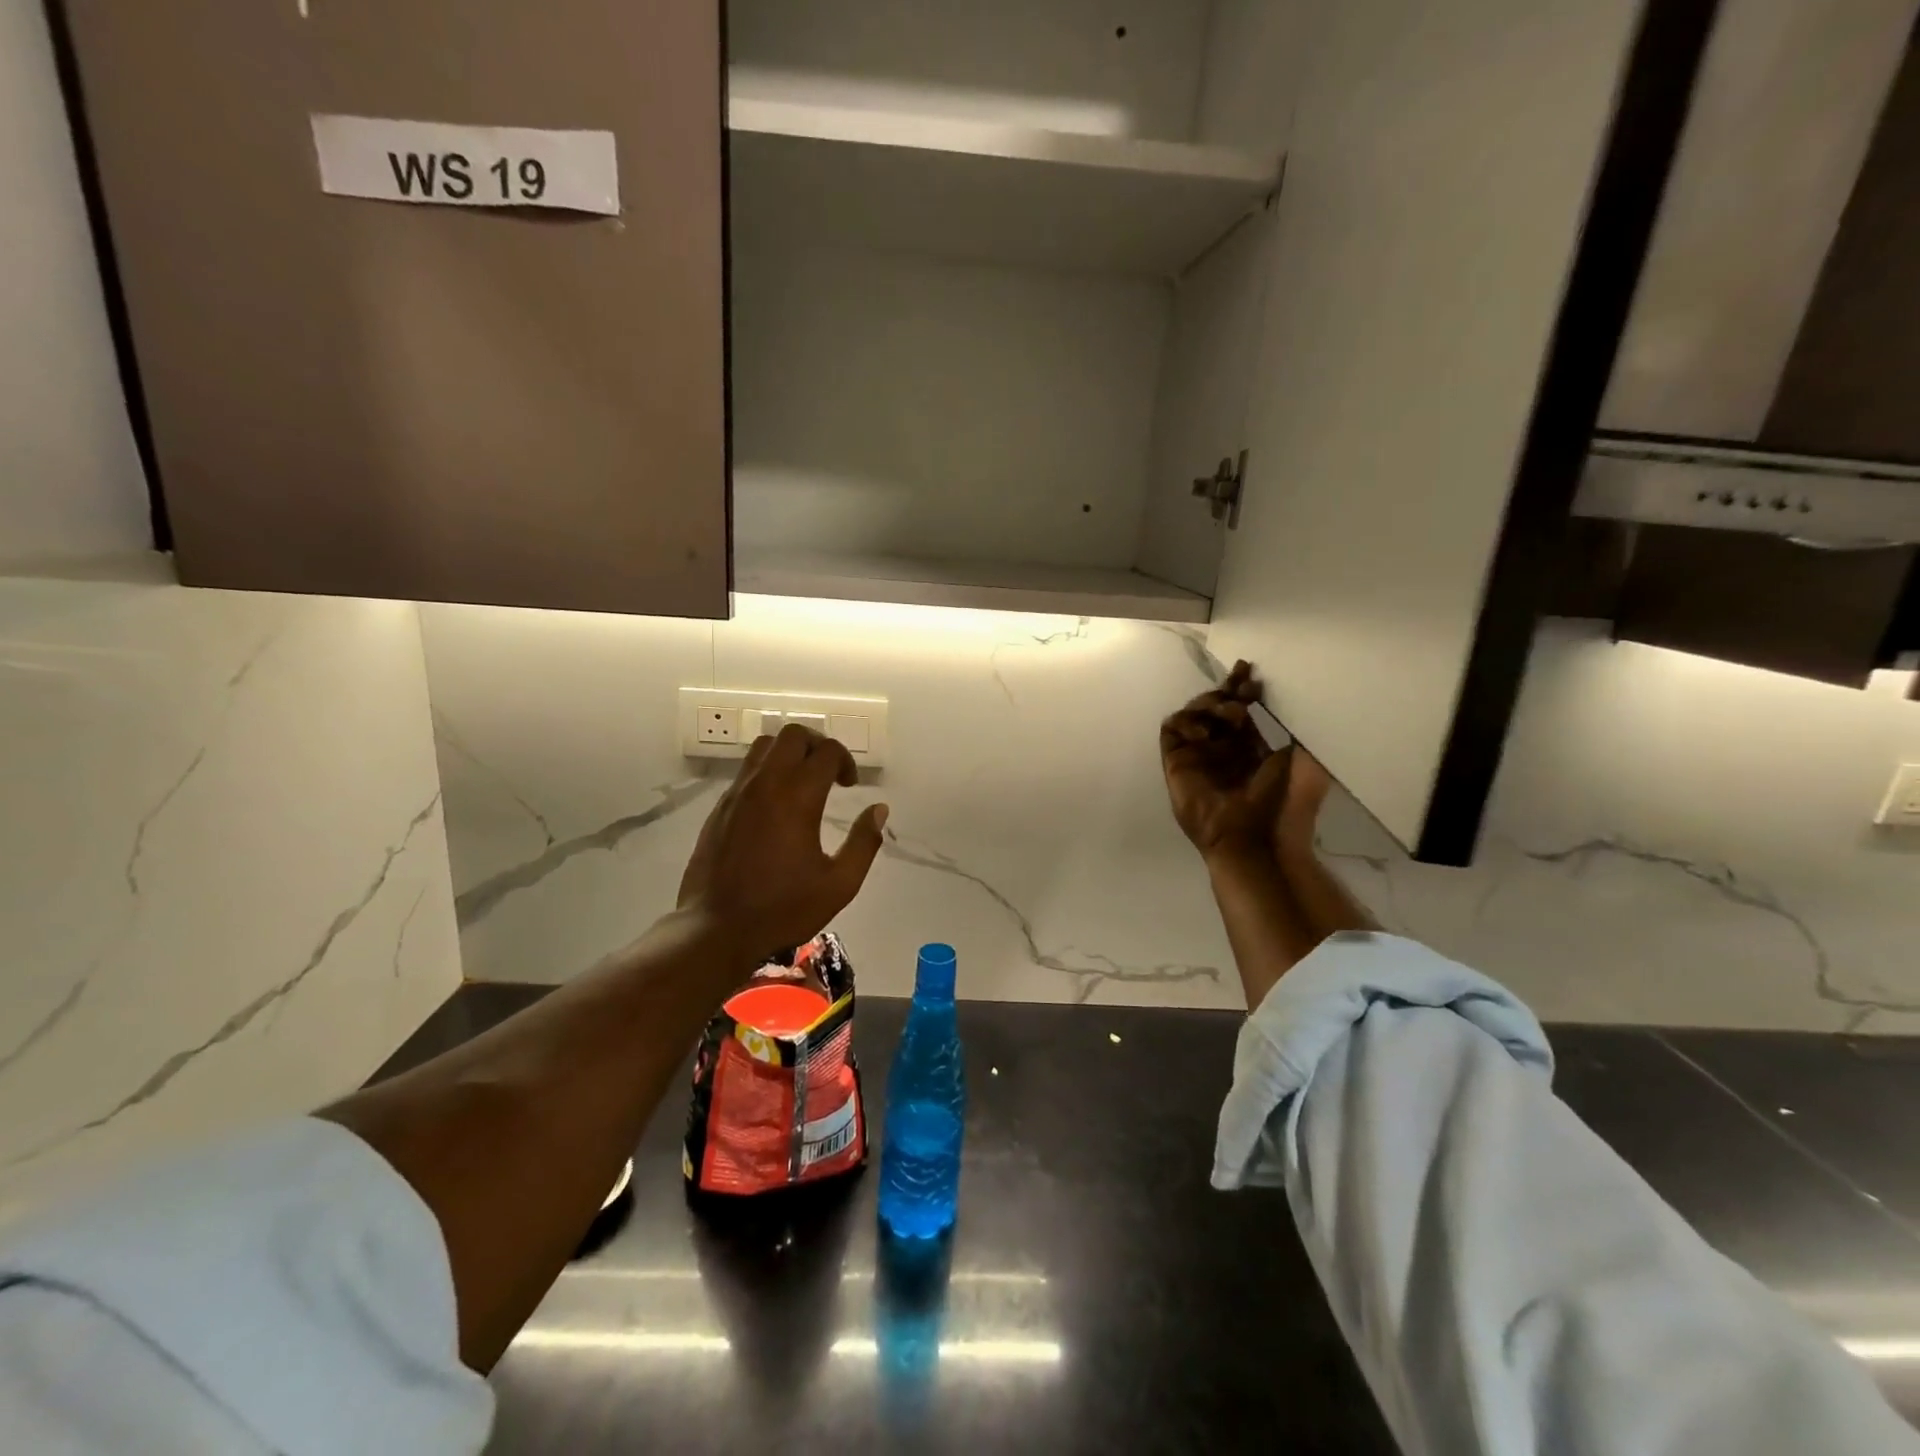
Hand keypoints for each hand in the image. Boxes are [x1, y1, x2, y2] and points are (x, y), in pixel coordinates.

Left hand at [677, 724, 888, 967]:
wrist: (716, 929)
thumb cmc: (782, 909)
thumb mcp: (838, 885)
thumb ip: (864, 843)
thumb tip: (879, 810)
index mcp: (797, 798)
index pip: (827, 752)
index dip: (846, 762)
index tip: (851, 786)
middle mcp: (765, 784)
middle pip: (793, 735)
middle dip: (818, 745)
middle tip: (829, 773)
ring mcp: (737, 793)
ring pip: (764, 745)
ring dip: (789, 752)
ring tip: (802, 781)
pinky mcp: (720, 807)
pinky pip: (746, 770)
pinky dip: (767, 770)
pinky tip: (775, 804)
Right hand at [1160, 661, 1289, 860]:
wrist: (1250, 836)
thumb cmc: (1276, 803)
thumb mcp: (1298, 761)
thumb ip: (1290, 732)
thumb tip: (1290, 702)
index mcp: (1247, 747)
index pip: (1239, 709)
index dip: (1241, 688)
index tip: (1248, 672)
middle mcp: (1219, 747)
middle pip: (1213, 706)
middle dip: (1226, 689)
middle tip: (1240, 684)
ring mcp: (1196, 754)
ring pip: (1192, 712)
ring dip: (1210, 704)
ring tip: (1231, 714)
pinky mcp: (1175, 761)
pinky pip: (1171, 728)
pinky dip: (1186, 721)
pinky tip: (1205, 733)